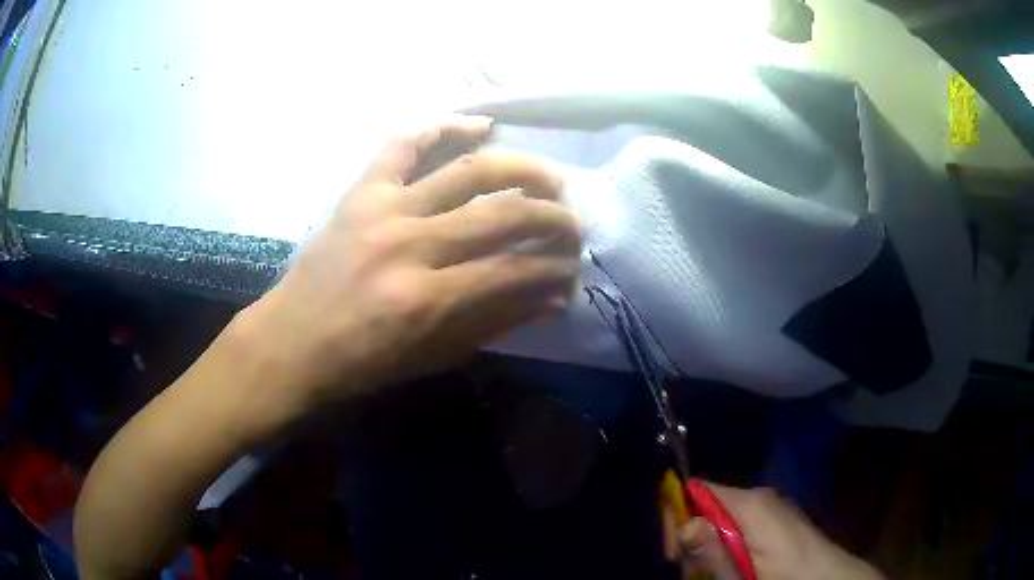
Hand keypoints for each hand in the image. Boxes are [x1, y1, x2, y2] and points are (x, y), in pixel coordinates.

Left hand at [229, 116, 580, 429]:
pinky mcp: (361, 192)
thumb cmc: (360, 362)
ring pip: (468, 171)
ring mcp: (383, 209)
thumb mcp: (432, 357)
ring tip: (550, 178)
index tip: (573, 269)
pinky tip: (480, 125)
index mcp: (427, 300)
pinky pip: (404, 144)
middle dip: (553, 219)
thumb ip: (495, 323)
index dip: (556, 269)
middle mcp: (410, 246)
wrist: (291, 341)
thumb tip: (552, 298)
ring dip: (522, 170)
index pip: (515, 271)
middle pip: (502, 215)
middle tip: (573, 224)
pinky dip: (443, 127)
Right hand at [662, 484, 884, 579]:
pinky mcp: (778, 521)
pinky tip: (737, 568)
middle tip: (698, 572)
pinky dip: (729, 547)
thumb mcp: (743, 572)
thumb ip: (714, 551)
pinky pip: (741, 527)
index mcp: (750, 503)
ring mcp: (771, 508)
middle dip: (694, 539)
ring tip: (720, 574)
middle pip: (708, 507)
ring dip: (710, 547)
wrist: (831, 579)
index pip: (696, 490)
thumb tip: (683, 527)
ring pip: (723, 520)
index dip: (677, 517)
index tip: (674, 553)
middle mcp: (760, 497)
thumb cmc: (786, 577)